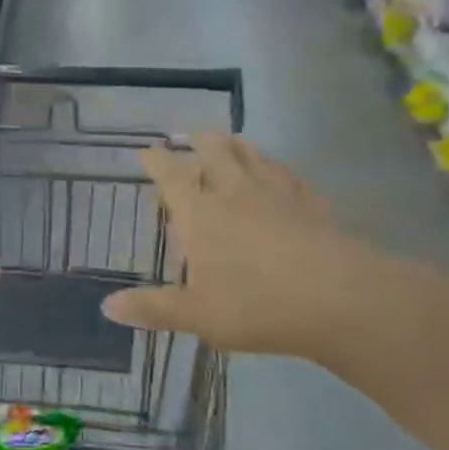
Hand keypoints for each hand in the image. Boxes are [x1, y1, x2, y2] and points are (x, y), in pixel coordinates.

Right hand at [101, 135, 400, 361]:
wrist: (341, 300)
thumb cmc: (257, 305)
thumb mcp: (196, 314)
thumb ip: (153, 308)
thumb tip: (107, 306)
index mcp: (201, 214)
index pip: (172, 177)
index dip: (157, 161)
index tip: (146, 149)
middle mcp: (236, 194)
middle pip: (216, 154)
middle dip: (200, 141)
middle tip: (191, 135)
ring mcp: (278, 196)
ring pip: (254, 157)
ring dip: (238, 146)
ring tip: (231, 141)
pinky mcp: (313, 206)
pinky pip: (291, 177)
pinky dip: (279, 169)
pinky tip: (282, 173)